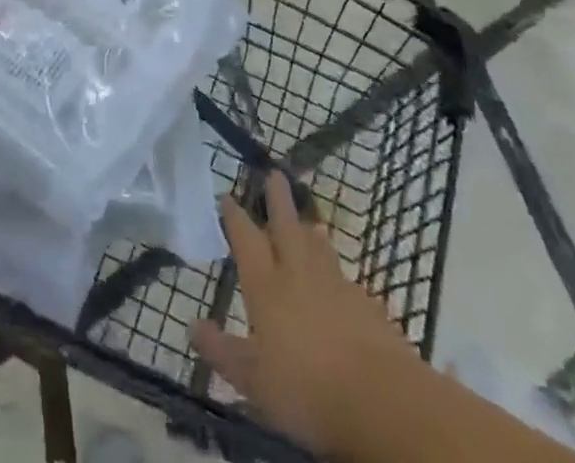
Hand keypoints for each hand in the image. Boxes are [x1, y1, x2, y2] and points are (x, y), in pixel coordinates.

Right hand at [192, 171, 425, 456]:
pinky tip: (339, 282)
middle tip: (274, 173)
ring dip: (309, 230)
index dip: (235, 217)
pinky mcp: (367, 307)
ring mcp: (336, 287)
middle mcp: (298, 274)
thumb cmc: (307, 389)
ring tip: (307, 221)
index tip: (227, 196)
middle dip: (278, 199)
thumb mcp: (254, 381)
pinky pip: (345, 280)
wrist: (383, 402)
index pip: (246, 239)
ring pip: (318, 248)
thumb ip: (222, 351)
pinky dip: (336, 272)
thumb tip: (191, 326)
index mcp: (266, 286)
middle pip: (286, 226)